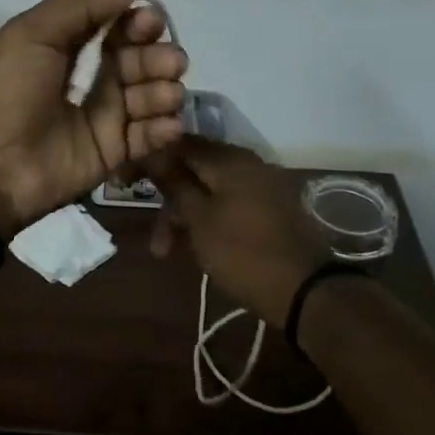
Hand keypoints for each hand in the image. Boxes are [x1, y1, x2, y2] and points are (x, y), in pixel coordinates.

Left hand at [0, 0, 187, 234]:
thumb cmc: (7, 90)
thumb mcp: (31, 32)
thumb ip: (78, 6)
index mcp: (70, 47)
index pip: (118, 28)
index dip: (138, 23)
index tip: (150, 24)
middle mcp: (93, 78)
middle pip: (141, 60)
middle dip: (159, 57)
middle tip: (171, 63)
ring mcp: (105, 117)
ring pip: (151, 96)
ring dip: (165, 90)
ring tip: (166, 95)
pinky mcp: (113, 153)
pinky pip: (149, 137)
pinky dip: (164, 128)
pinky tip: (167, 124)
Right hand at [141, 138, 327, 328]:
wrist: (306, 290)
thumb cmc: (243, 253)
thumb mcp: (200, 220)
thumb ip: (175, 183)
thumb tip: (153, 151)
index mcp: (229, 158)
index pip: (179, 144)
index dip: (151, 160)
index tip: (127, 182)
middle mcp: (247, 162)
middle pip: (195, 169)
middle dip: (170, 201)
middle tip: (156, 240)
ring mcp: (263, 184)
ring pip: (212, 190)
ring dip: (188, 216)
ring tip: (171, 251)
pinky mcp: (272, 207)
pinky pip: (231, 203)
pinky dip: (211, 219)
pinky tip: (201, 246)